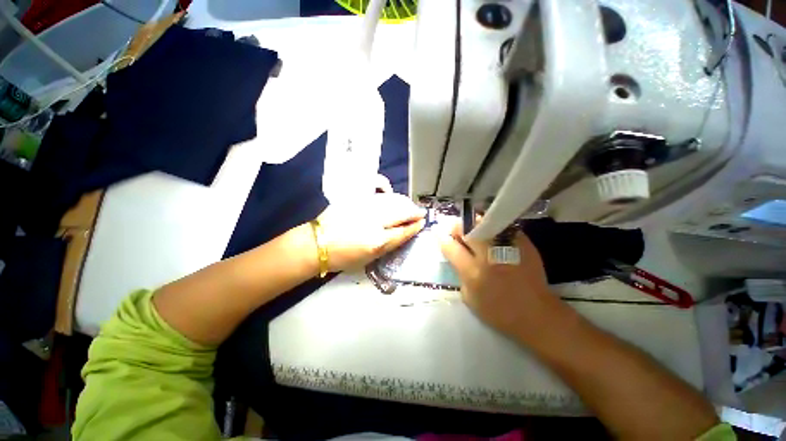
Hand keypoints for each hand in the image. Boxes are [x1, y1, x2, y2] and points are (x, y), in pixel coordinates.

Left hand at [317, 192, 425, 271]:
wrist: (317, 244)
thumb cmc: (343, 257)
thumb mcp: (369, 258)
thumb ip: (388, 245)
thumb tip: (403, 233)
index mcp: (377, 241)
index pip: (403, 231)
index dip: (414, 227)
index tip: (422, 223)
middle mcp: (373, 221)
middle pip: (401, 212)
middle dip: (414, 212)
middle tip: (420, 213)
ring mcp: (364, 206)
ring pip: (392, 200)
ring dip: (404, 202)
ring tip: (409, 205)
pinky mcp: (354, 198)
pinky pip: (375, 189)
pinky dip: (386, 189)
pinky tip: (390, 192)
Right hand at [438, 223, 568, 344]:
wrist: (536, 314)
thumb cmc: (498, 311)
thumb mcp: (469, 298)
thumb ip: (459, 273)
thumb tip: (455, 254)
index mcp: (472, 271)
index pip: (450, 246)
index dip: (441, 238)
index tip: (438, 232)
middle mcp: (488, 255)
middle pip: (466, 228)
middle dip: (457, 227)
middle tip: (458, 232)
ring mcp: (507, 246)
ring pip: (483, 222)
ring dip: (474, 225)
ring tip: (474, 232)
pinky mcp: (523, 242)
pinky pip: (501, 226)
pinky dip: (492, 228)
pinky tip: (492, 236)